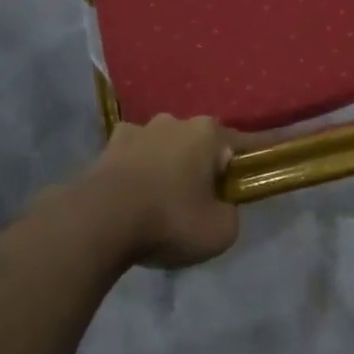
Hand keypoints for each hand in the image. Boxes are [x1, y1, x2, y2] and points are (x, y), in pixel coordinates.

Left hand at [78, 115, 238, 268]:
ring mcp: (137, 130)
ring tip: (163, 199)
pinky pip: (133, 157)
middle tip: (202, 200)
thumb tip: (221, 207)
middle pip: (199, 145)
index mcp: (207, 134)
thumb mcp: (220, 232)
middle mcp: (174, 122)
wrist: (100, 221)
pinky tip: (134, 194)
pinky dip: (137, 170)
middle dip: (203, 166)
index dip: (250, 162)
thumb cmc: (169, 220)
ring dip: (167, 165)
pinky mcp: (108, 147)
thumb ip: (230, 214)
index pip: (242, 145)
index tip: (253, 174)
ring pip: (164, 147)